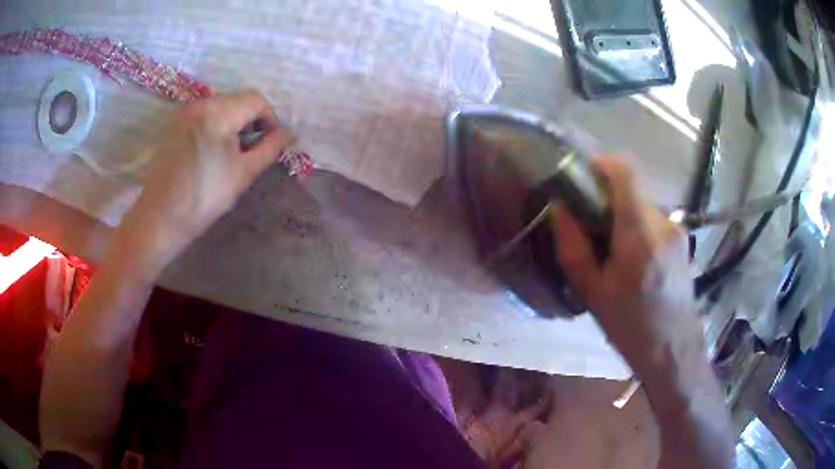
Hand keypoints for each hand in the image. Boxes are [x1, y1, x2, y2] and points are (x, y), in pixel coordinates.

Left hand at [115, 90, 294, 277]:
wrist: (160, 219)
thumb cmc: (203, 199)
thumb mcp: (243, 173)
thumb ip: (270, 148)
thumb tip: (291, 133)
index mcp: (217, 113)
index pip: (256, 100)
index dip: (270, 119)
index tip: (272, 143)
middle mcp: (199, 104)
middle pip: (238, 99)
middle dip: (252, 120)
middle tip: (253, 149)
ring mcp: (183, 112)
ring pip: (221, 105)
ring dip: (235, 122)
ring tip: (233, 152)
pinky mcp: (174, 123)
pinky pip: (204, 114)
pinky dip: (217, 125)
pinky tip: (213, 150)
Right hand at [550, 157, 697, 380]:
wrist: (672, 347)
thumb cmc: (630, 325)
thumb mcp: (592, 292)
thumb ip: (572, 246)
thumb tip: (559, 208)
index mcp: (639, 235)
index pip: (626, 174)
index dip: (602, 164)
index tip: (583, 177)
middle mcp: (662, 223)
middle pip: (631, 190)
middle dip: (608, 200)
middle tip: (591, 229)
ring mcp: (676, 229)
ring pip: (642, 205)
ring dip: (623, 217)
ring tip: (613, 252)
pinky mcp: (681, 238)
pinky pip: (653, 220)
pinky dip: (637, 228)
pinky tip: (633, 260)